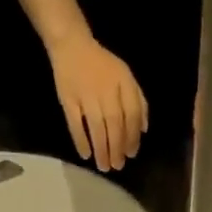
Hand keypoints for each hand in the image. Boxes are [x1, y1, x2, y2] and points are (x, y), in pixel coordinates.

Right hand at [47, 32, 146, 171]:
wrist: (72, 45)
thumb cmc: (103, 66)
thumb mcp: (126, 77)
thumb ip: (138, 101)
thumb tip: (143, 130)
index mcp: (123, 83)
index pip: (132, 114)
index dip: (133, 136)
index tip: (131, 154)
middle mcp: (106, 89)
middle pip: (114, 124)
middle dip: (117, 148)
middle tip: (117, 166)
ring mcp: (86, 95)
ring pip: (96, 127)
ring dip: (101, 149)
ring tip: (104, 166)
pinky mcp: (68, 98)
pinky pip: (74, 123)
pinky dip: (80, 140)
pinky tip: (85, 154)